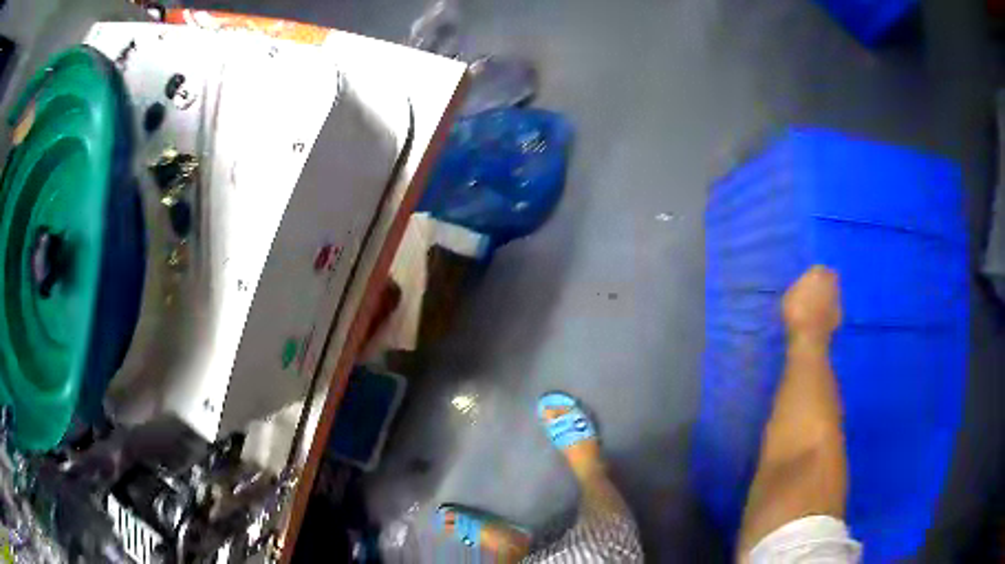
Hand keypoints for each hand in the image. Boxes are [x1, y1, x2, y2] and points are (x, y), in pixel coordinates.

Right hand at [782, 266, 841, 343]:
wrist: (808, 336)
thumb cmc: (795, 313)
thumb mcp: (789, 296)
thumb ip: (798, 287)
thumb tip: (802, 284)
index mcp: (816, 275)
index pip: (818, 268)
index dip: (814, 273)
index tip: (809, 280)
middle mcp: (829, 283)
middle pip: (830, 277)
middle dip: (825, 281)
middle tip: (817, 290)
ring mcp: (836, 299)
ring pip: (834, 291)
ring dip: (829, 295)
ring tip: (820, 303)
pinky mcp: (840, 314)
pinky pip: (835, 307)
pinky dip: (831, 310)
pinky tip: (823, 316)